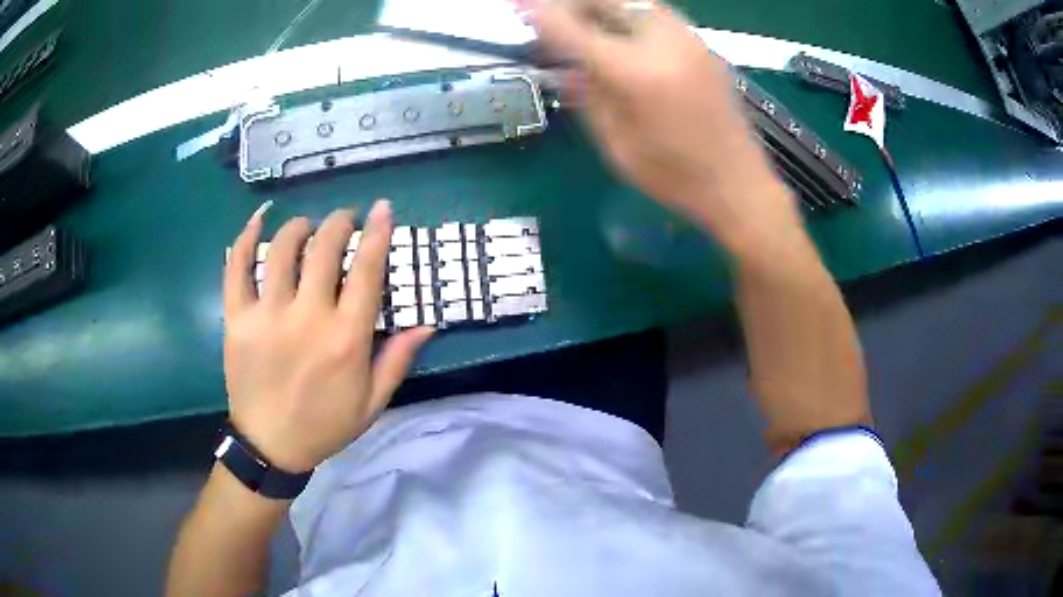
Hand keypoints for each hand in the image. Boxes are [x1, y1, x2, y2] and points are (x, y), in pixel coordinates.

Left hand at [222, 200, 433, 472]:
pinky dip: (246, 237)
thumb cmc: (325, 425)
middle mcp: (307, 318)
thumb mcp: (372, 402)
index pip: (366, 271)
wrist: (270, 446)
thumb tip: (428, 322)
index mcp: (345, 339)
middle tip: (344, 219)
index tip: (383, 208)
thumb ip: (398, 360)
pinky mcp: (237, 320)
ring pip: (281, 250)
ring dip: (299, 227)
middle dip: (338, 222)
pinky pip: (236, 268)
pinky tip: (259, 219)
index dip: (378, 233)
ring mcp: (267, 316)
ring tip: (307, 226)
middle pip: (323, 248)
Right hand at [524, 0, 800, 252]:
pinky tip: (621, 36)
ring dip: (602, 6)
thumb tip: (563, 69)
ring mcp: (689, 40)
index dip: (540, 13)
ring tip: (584, 25)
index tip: (517, 4)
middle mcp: (663, 43)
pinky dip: (629, 15)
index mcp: (636, 73)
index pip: (573, 30)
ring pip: (635, 1)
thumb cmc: (676, 177)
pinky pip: (657, 14)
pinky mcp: (703, 46)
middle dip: (573, 3)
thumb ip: (588, 98)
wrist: (739, 185)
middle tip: (553, 14)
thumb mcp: (617, 146)